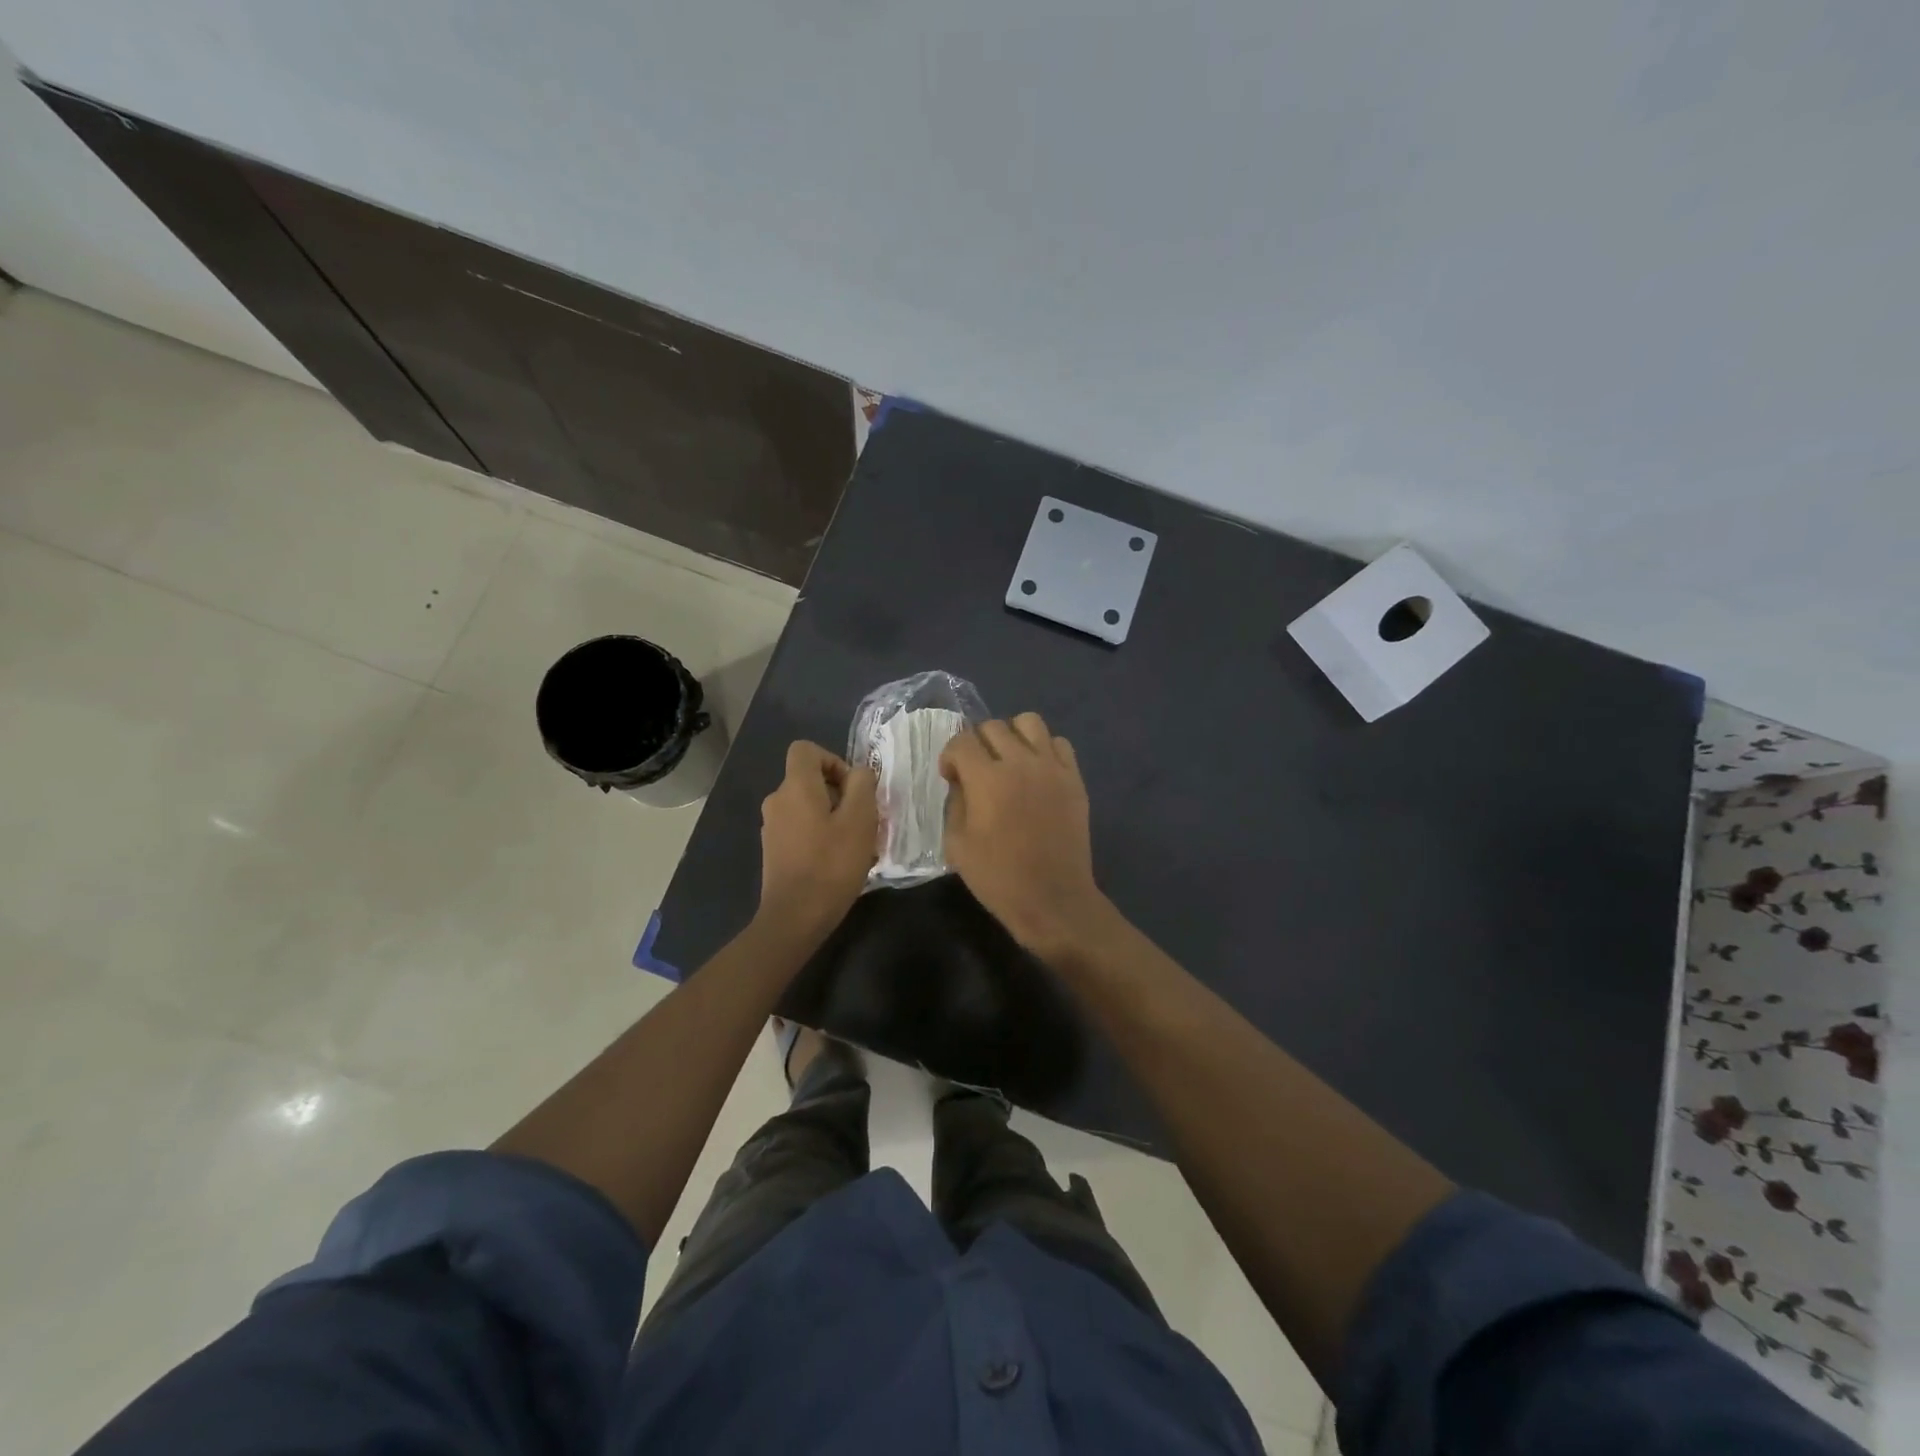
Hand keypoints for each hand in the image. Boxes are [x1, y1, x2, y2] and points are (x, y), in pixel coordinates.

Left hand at [757, 741, 878, 939]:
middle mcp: (777, 800)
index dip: (833, 760)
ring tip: (854, 845)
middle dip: (839, 794)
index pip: (806, 749)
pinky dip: (819, 835)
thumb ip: (862, 785)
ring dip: (832, 817)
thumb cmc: (831, 864)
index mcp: (795, 787)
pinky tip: (837, 862)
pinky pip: (800, 829)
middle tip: (862, 821)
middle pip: (809, 779)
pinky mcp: (773, 850)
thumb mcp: (860, 819)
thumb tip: (858, 773)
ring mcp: (772, 827)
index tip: (852, 788)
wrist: (795, 917)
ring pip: (807, 806)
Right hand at [939, 713, 1115, 957]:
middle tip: (977, 770)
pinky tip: (1037, 772)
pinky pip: (1059, 743)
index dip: (950, 756)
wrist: (1053, 899)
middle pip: (993, 726)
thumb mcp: (957, 845)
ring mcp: (1052, 768)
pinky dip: (1044, 749)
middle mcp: (1021, 762)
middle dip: (977, 743)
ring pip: (1029, 722)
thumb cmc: (999, 878)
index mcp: (987, 779)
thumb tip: (961, 781)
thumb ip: (955, 803)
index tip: (951, 777)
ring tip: (1009, 761)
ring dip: (1012, 735)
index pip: (961, 741)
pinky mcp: (1074, 778)